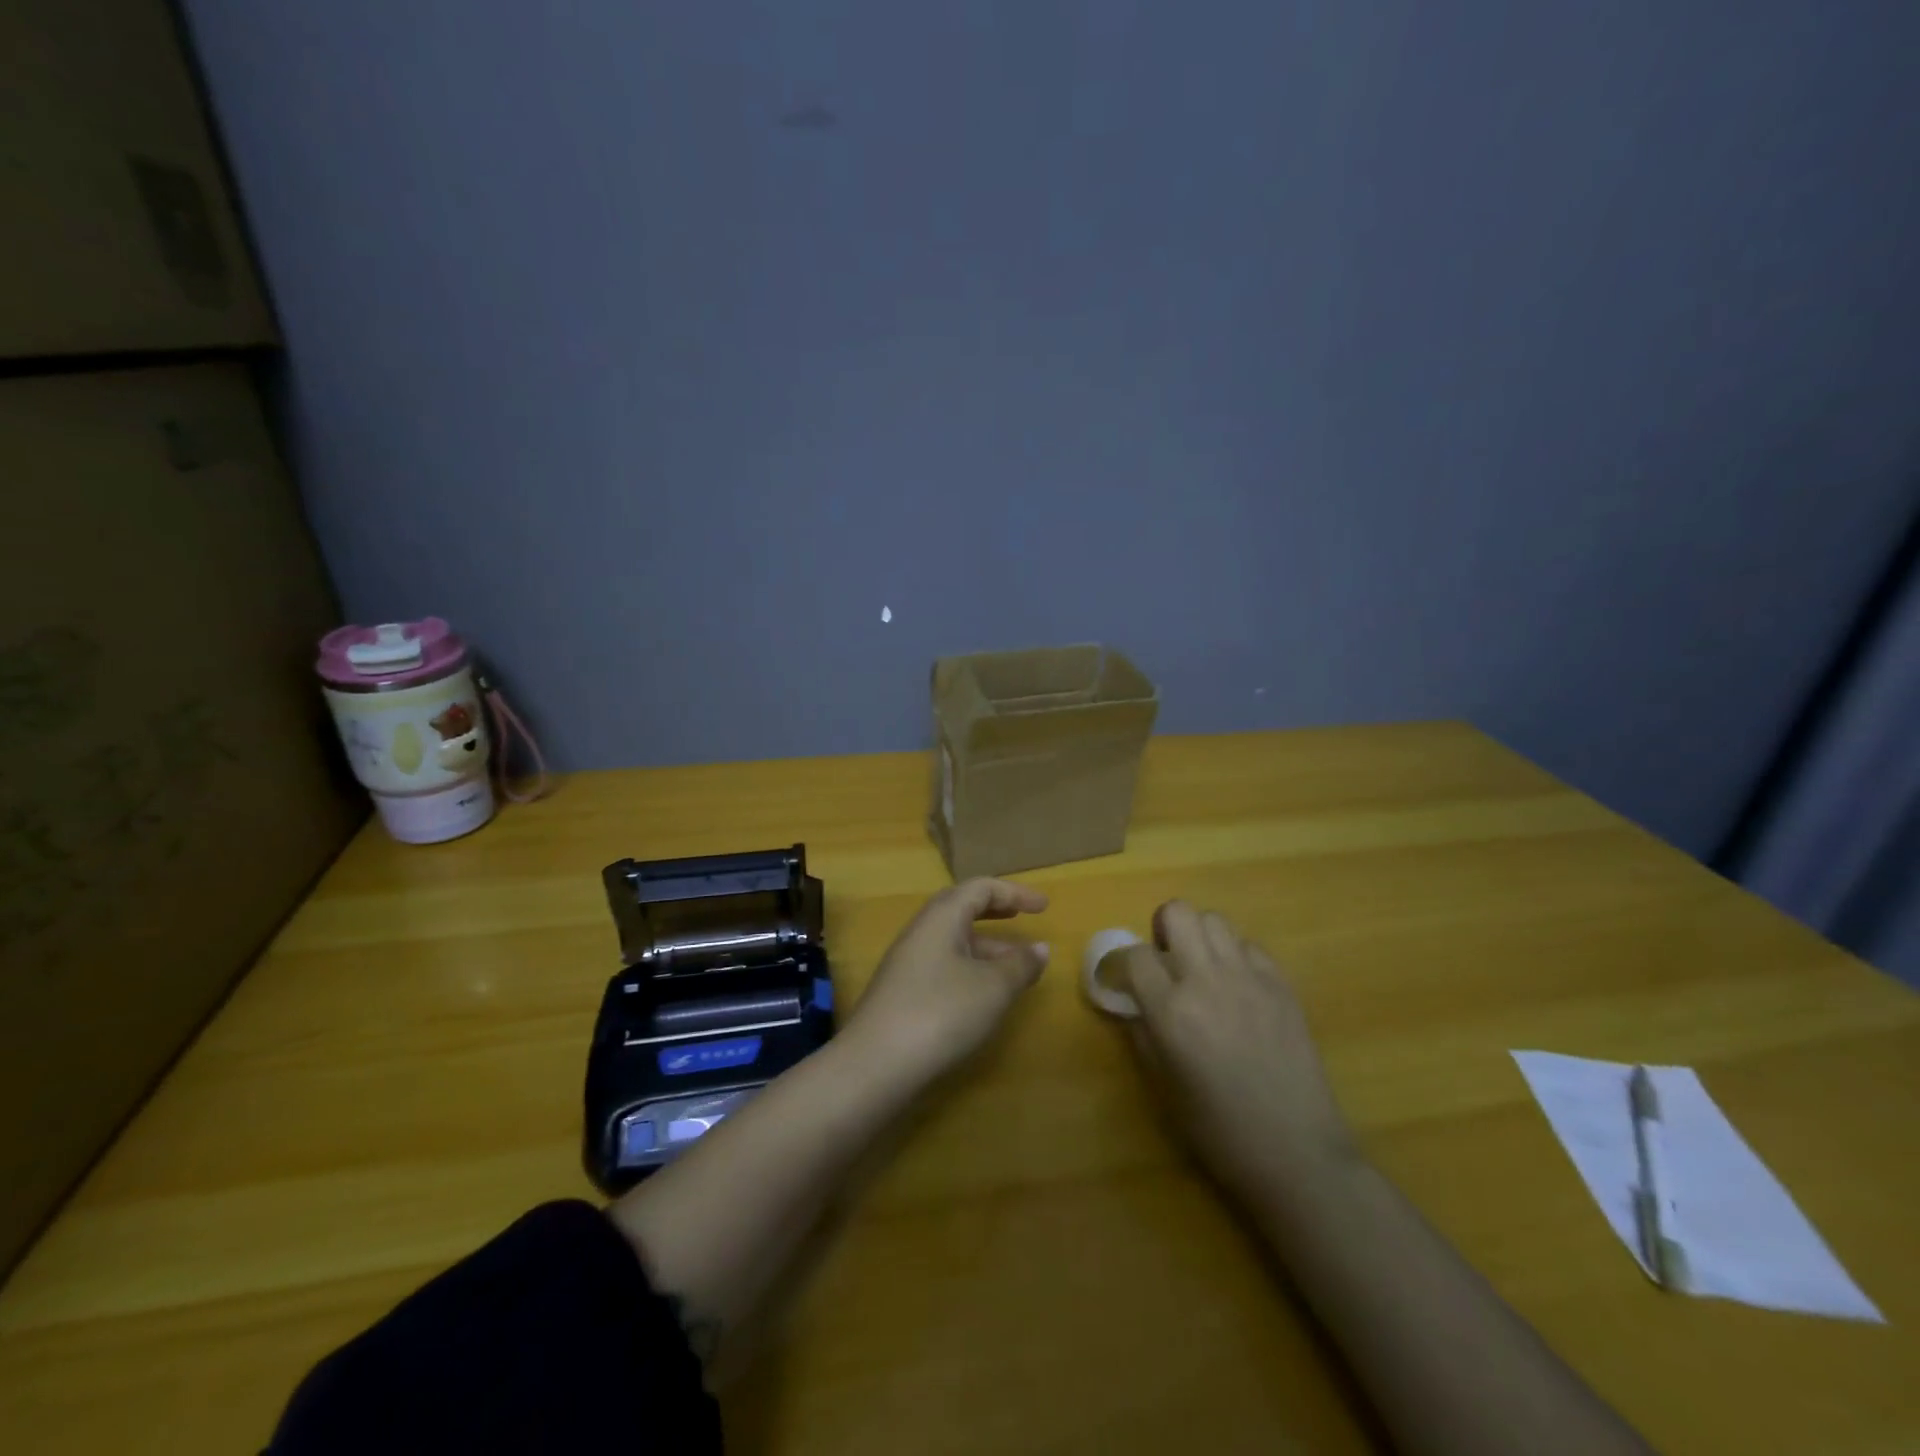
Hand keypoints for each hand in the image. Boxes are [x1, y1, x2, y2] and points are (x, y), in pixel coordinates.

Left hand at [846, 879, 1050, 1082]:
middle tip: (1022, 917)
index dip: (1014, 893)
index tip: (1044, 906)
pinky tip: (984, 994)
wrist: (875, 1064)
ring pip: (952, 939)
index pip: (981, 888)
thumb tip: (1040, 948)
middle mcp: (921, 931)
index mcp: (942, 916)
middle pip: (961, 908)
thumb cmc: (941, 1012)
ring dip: (986, 945)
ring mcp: (908, 962)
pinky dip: (970, 967)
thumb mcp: (992, 988)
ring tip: (1016, 966)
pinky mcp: (902, 991)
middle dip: (994, 910)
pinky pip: (944, 964)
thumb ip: (1020, 965)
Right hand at [1118, 901, 1355, 1196]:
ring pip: (1214, 919)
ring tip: (1200, 968)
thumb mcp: (1164, 1087)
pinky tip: (1236, 987)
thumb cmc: (1220, 1131)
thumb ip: (1142, 1033)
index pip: (1135, 954)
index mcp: (1172, 1011)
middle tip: (1164, 960)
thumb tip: (1133, 1002)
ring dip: (1198, 937)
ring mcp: (1250, 978)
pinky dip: (1234, 956)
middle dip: (1162, 929)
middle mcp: (1208, 981)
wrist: (1298, 1153)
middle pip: (1178, 913)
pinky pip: (1249, 945)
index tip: (1123, 979)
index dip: (1123, 963)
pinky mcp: (1282, 985)